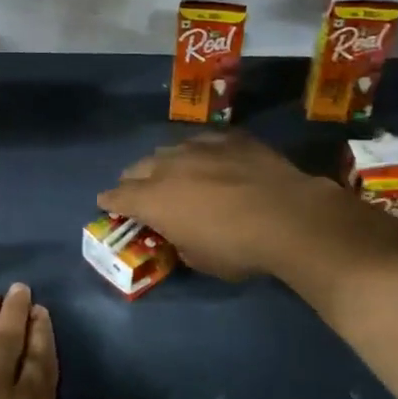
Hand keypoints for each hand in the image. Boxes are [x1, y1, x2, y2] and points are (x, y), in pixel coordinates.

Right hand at [97, 132, 353, 280]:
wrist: (289, 217)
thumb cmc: (238, 248)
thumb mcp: (200, 260)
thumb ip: (179, 242)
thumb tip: (181, 235)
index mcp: (152, 200)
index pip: (116, 197)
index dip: (110, 203)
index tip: (109, 206)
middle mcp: (167, 167)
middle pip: (137, 168)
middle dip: (134, 181)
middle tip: (143, 194)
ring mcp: (199, 147)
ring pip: (168, 150)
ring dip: (166, 164)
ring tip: (176, 174)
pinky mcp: (229, 138)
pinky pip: (203, 141)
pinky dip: (200, 152)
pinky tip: (211, 160)